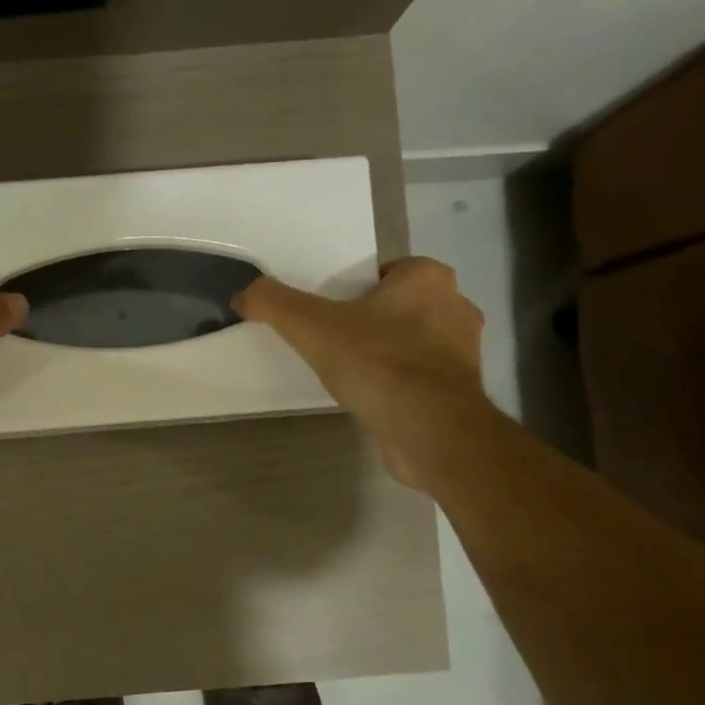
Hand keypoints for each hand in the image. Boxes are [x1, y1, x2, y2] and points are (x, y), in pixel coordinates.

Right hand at [234, 257, 488, 490]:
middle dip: (369, 321)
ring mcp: (463, 353)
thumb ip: (274, 303)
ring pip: (411, 343)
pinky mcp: (461, 392)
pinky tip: (371, 398)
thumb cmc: (379, 364)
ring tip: (348, 373)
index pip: (385, 272)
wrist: (431, 432)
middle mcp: (455, 307)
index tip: (327, 312)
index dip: (353, 290)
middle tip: (330, 341)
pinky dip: (398, 385)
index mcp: (429, 278)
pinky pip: (420, 378)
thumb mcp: (312, 327)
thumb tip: (242, 293)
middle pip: (398, 307)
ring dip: (385, 354)